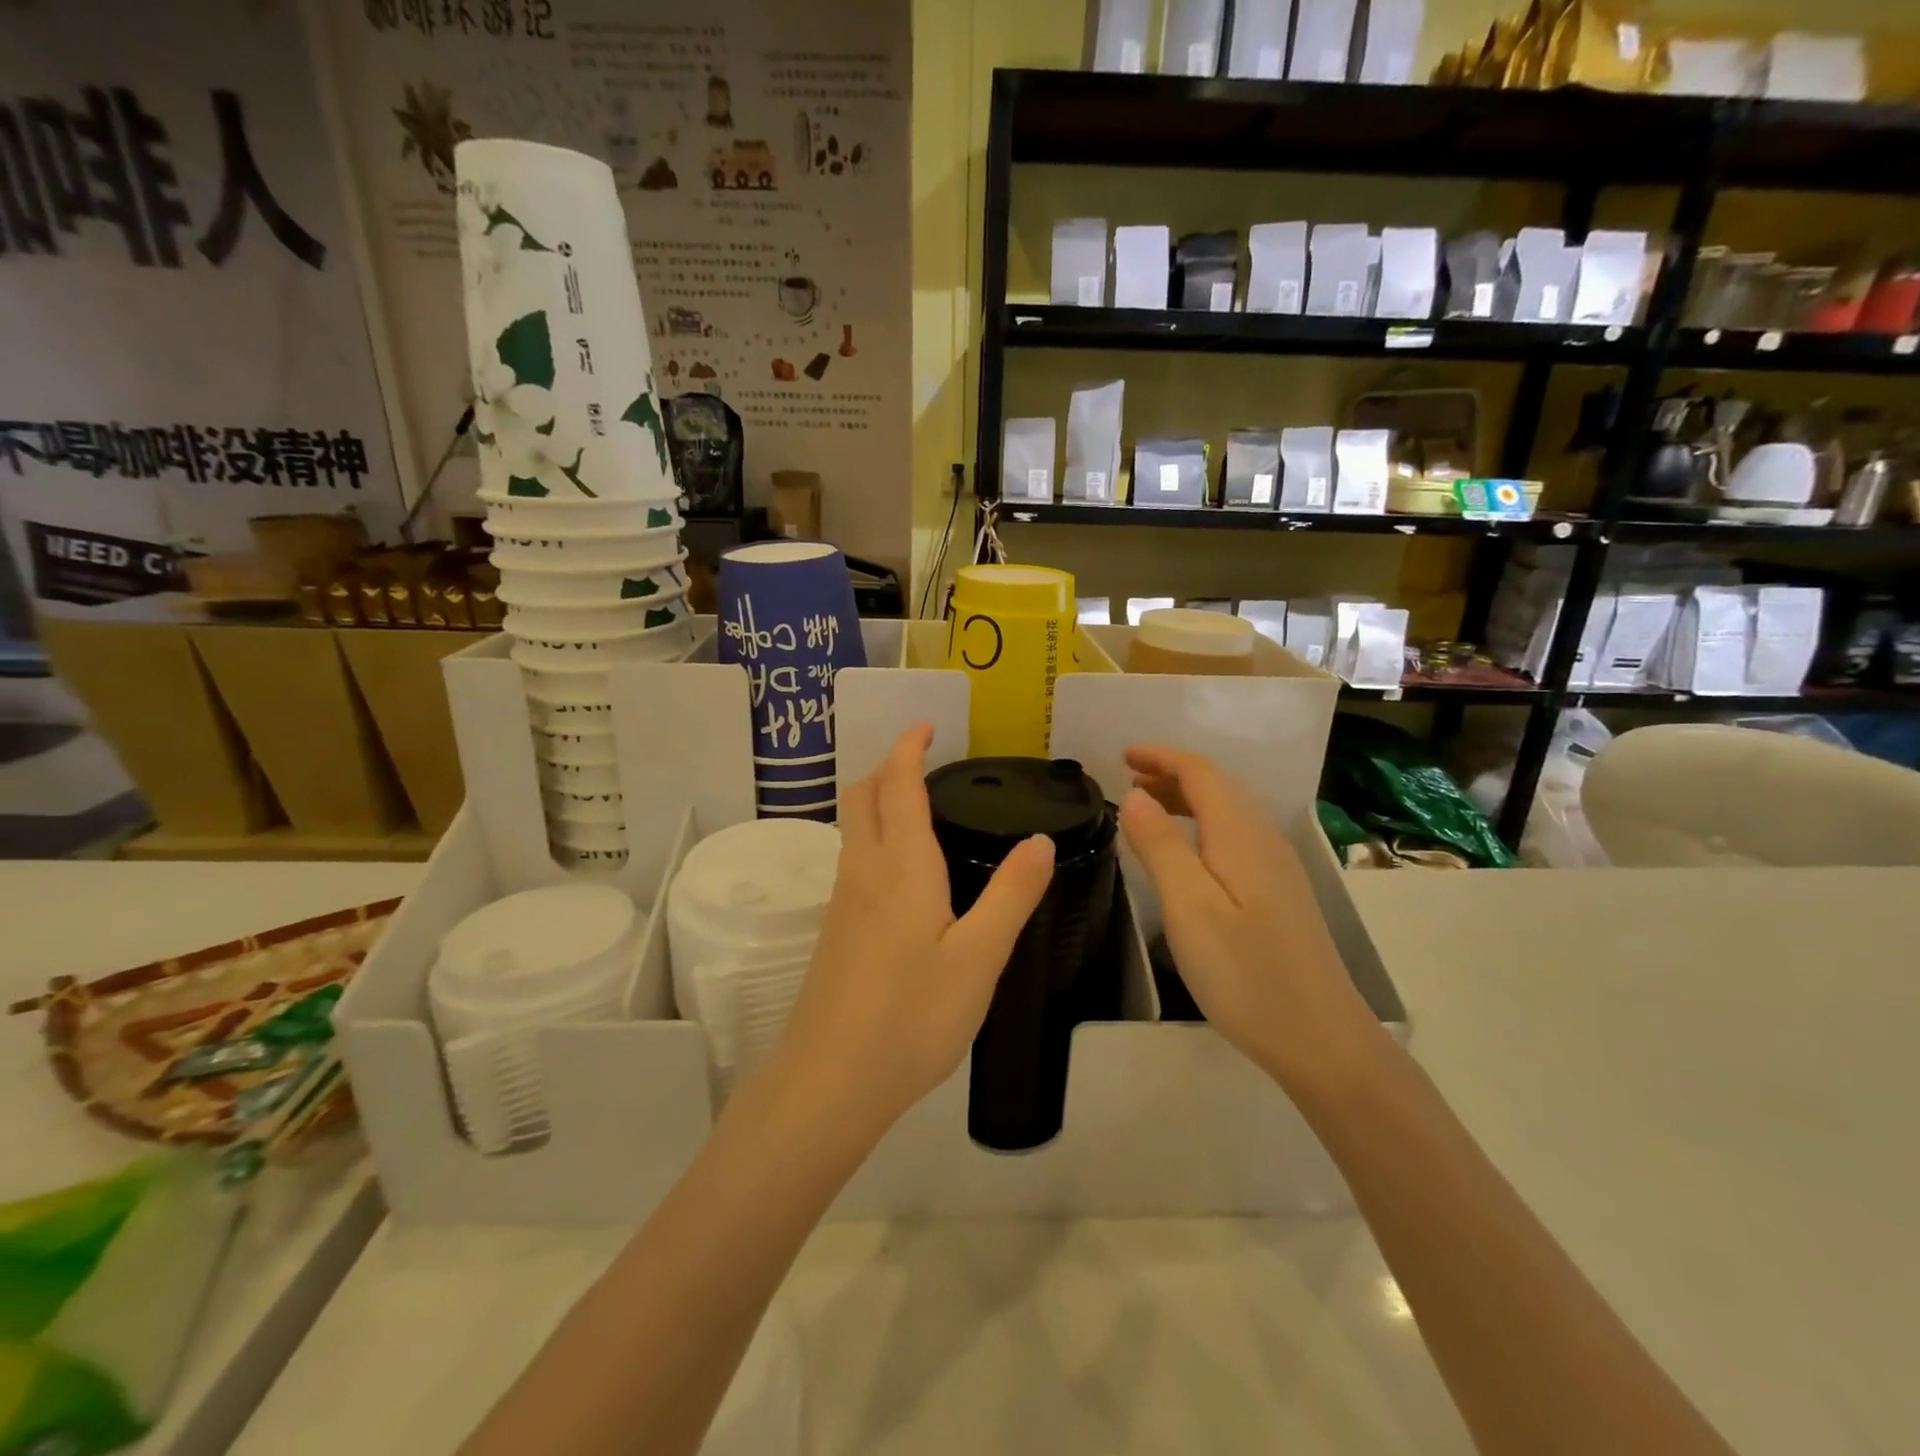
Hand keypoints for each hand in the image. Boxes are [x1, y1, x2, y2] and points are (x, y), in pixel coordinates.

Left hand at [770, 724, 1055, 1142]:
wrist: (830, 1081)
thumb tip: (1040, 841)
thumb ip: (1011, 895)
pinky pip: (852, 860)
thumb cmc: (912, 1016)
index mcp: (901, 866)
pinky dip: (873, 837)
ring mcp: (841, 901)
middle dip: (887, 766)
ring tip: (917, 806)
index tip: (927, 725)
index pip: (898, 785)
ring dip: (876, 800)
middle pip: (861, 796)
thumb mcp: (979, 957)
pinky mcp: (833, 930)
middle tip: (922, 759)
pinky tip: (901, 871)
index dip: (909, 748)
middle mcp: (863, 871)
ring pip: (851, 828)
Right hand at [1118, 745, 1381, 1094]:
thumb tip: (1133, 796)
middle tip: (1128, 781)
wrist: (1320, 1038)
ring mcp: (1277, 868)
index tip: (1121, 755)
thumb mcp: (1189, 908)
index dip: (1161, 757)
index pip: (1200, 773)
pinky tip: (1188, 854)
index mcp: (1240, 835)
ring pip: (1229, 812)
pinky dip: (1203, 826)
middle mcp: (1264, 840)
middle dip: (1172, 774)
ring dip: (1187, 799)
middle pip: (1218, 787)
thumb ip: (1161, 846)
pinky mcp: (1280, 894)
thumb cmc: (1246, 973)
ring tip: (1148, 810)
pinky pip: (1236, 837)